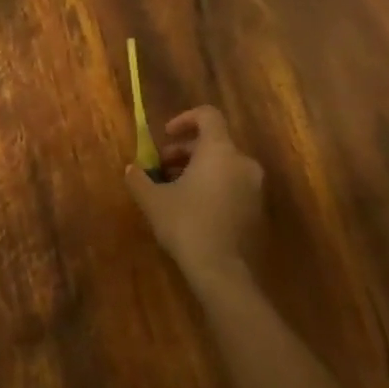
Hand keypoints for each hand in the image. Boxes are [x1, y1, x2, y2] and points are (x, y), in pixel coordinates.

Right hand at [125, 106, 263, 291]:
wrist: (223, 272)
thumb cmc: (186, 224)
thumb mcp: (153, 200)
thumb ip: (140, 179)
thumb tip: (130, 168)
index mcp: (219, 150)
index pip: (208, 115)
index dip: (185, 119)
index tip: (165, 136)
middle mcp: (242, 162)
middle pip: (214, 142)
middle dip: (186, 150)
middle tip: (163, 167)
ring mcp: (254, 187)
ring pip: (224, 165)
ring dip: (199, 169)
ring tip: (175, 189)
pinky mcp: (258, 210)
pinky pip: (233, 185)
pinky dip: (214, 187)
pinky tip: (194, 209)